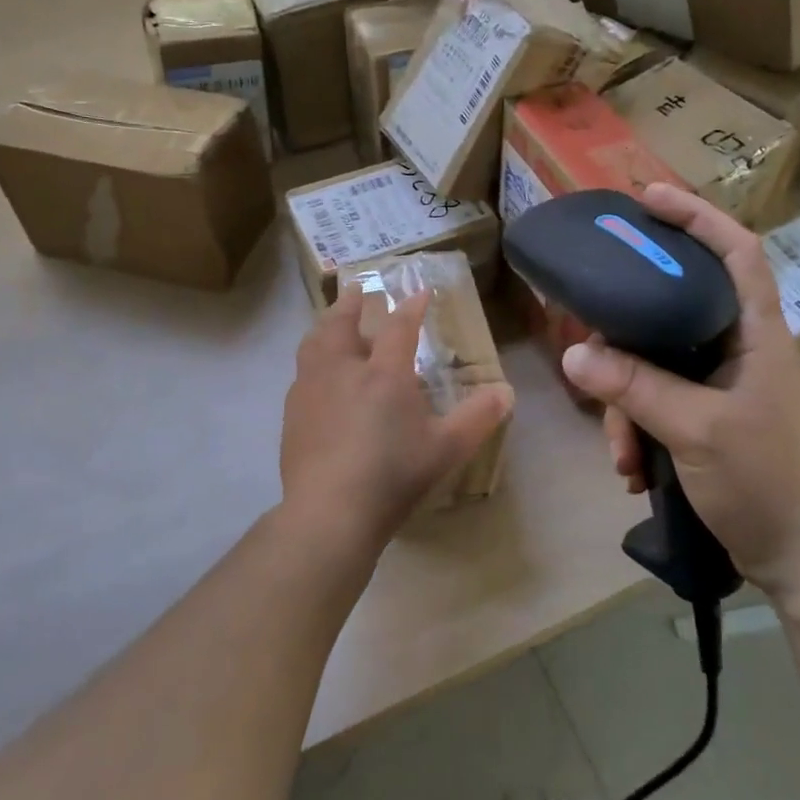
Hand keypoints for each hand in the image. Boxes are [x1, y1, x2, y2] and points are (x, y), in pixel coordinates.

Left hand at [280, 284, 514, 541]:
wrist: (330, 511)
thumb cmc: (393, 475)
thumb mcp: (447, 449)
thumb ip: (478, 417)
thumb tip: (507, 392)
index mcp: (384, 374)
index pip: (399, 326)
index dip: (412, 307)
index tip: (420, 292)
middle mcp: (343, 370)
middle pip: (342, 323)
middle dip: (352, 303)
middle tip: (357, 288)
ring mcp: (311, 390)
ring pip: (314, 343)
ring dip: (325, 325)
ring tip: (330, 321)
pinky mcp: (292, 414)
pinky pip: (301, 373)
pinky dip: (311, 360)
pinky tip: (314, 375)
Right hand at [560, 183, 799, 592]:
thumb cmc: (767, 480)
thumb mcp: (698, 430)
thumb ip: (637, 388)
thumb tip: (575, 355)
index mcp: (754, 333)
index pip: (735, 251)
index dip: (697, 216)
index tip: (647, 198)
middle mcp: (735, 348)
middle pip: (671, 309)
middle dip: (626, 337)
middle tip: (589, 342)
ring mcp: (718, 385)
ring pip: (653, 365)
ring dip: (626, 405)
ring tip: (622, 453)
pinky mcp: (703, 418)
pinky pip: (654, 404)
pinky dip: (637, 430)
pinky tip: (632, 469)